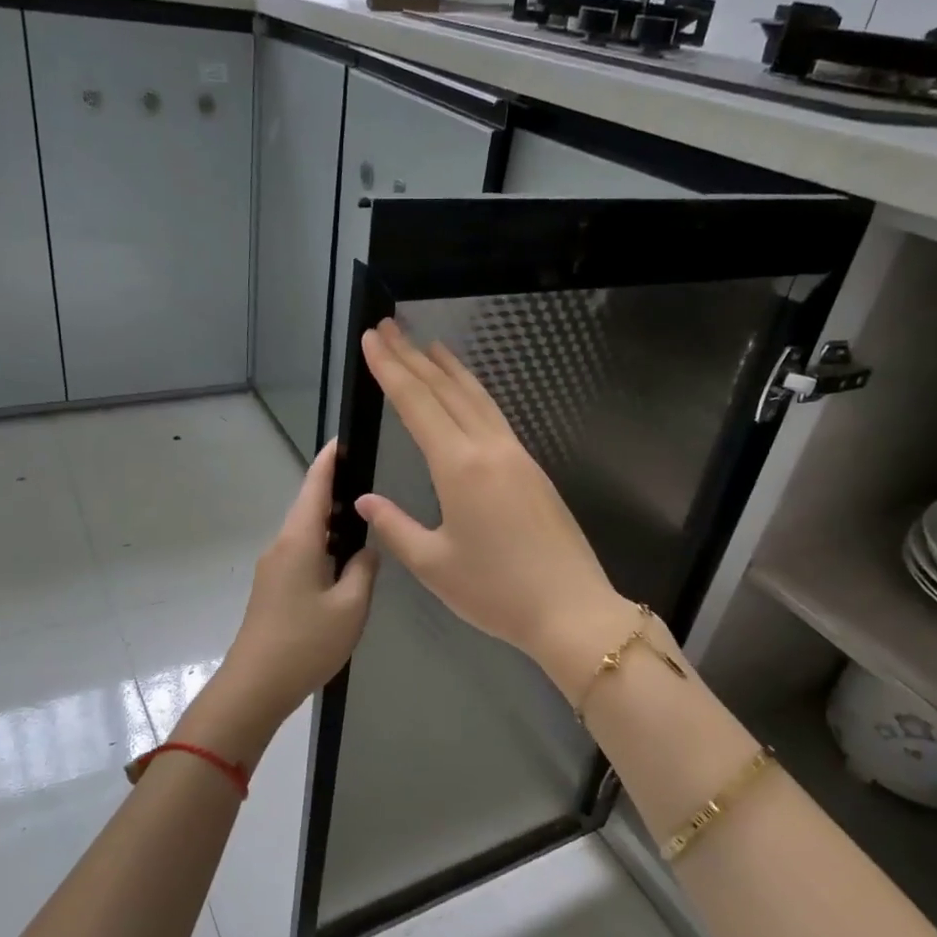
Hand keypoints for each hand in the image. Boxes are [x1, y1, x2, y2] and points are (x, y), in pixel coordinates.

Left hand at [216, 440, 378, 749]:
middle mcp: (281, 547)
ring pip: (307, 534)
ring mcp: (273, 569)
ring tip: (367, 519)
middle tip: (371, 479)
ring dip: (333, 523)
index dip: (329, 461)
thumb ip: (364, 570)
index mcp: (298, 541)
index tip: (343, 439)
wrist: (255, 687)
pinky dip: (325, 548)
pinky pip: (303, 555)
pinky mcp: (273, 589)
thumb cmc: (305, 643)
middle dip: (336, 491)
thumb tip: (366, 550)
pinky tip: (346, 561)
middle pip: (310, 508)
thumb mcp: (350, 607)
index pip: (314, 487)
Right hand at [355, 319, 630, 699]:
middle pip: (446, 390)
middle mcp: (489, 449)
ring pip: (477, 398)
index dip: (391, 369)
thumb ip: (395, 527)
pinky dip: (473, 394)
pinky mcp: (532, 470)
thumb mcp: (434, 565)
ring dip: (448, 369)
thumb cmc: (497, 591)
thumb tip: (365, 501)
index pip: (417, 404)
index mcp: (459, 467)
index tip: (371, 338)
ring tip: (428, 345)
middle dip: (414, 357)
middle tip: (388, 327)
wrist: (571, 609)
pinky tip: (467, 395)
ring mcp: (516, 456)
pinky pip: (495, 416)